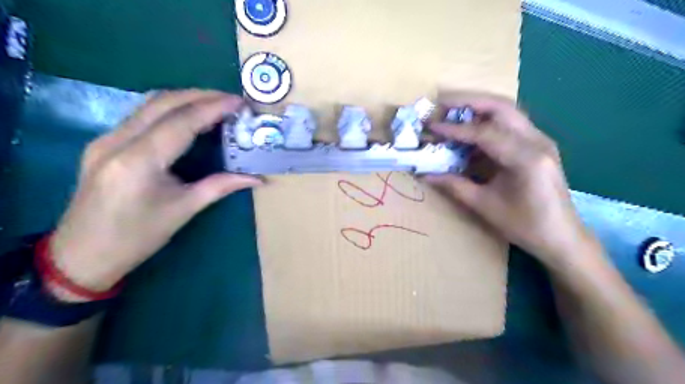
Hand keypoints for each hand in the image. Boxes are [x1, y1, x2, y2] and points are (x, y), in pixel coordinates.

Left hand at [50, 91, 262, 293]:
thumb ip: (221, 186)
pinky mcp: (104, 143)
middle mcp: (117, 141)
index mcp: (139, 161)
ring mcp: (106, 139)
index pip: (182, 122)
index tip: (239, 101)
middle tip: (231, 99)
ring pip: (150, 105)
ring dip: (185, 99)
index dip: (213, 108)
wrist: (82, 255)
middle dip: (200, 95)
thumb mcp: (184, 210)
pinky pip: (142, 116)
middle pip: (163, 102)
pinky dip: (170, 111)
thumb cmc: (138, 237)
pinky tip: (189, 119)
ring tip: (215, 104)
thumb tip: (257, 179)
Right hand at [426, 92, 594, 265]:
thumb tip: (424, 174)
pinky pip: (510, 124)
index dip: (454, 128)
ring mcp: (541, 140)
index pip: (485, 133)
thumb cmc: (524, 225)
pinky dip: (488, 121)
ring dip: (478, 107)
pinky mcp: (539, 144)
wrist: (562, 236)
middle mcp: (538, 141)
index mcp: (526, 158)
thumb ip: (453, 185)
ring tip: (452, 111)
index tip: (431, 126)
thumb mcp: (484, 206)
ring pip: (508, 111)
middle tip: (441, 103)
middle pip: (501, 107)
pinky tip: (471, 130)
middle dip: (468, 102)